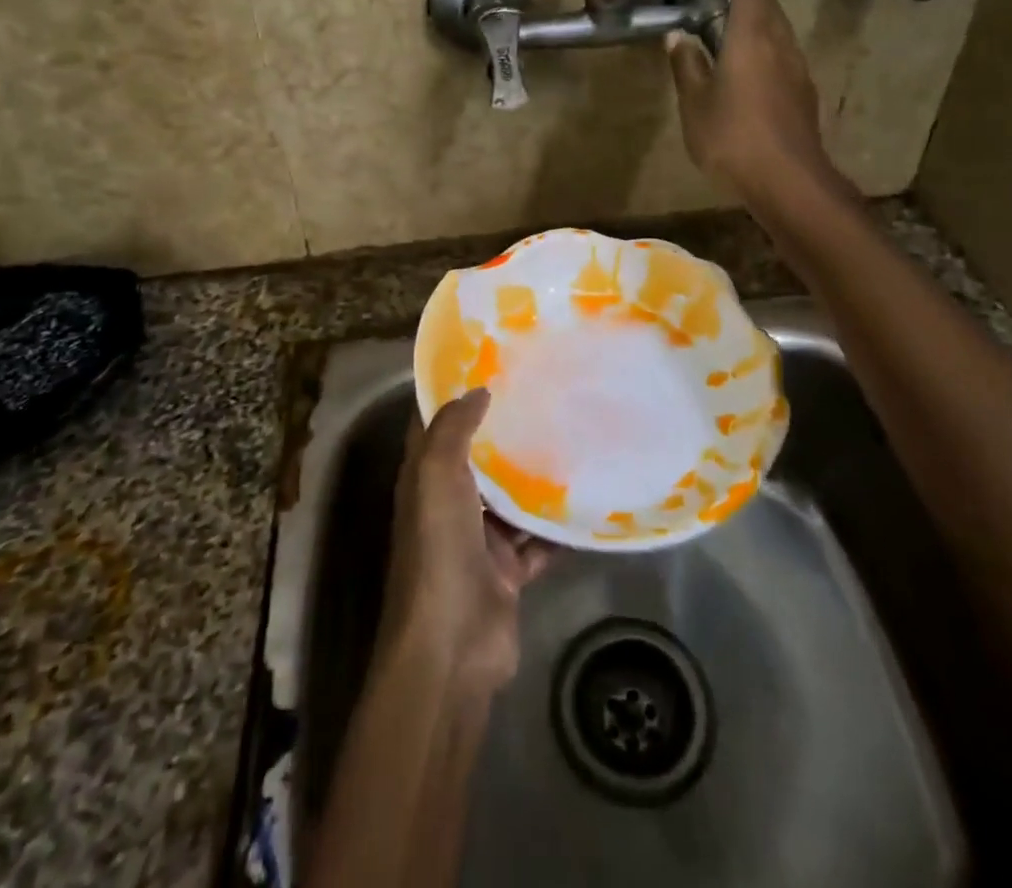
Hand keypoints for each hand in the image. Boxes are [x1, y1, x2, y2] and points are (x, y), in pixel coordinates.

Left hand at [379, 389, 554, 692]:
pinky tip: (586, 496)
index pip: (434, 425)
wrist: (452, 647)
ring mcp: (479, 541)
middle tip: (543, 393)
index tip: (489, 363)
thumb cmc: (438, 550)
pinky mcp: (508, 572)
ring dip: (535, 475)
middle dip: (504, 430)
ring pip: (511, 498)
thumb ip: (453, 430)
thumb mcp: (435, 476)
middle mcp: (449, 505)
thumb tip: (478, 389)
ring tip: (572, 434)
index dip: (454, 394)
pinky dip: (558, 525)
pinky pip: (538, 540)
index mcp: (424, 480)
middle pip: (478, 459)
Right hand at [665, 0, 827, 196]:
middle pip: (770, 9)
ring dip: (764, 25)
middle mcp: (780, 45)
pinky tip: (757, 71)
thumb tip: (677, 37)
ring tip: (741, 31)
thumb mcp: (696, 104)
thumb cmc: (732, 137)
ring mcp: (797, 71)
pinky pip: (785, 59)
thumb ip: (687, 67)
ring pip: (781, 34)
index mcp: (751, 38)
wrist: (787, 180)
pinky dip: (770, 52)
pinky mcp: (804, 95)